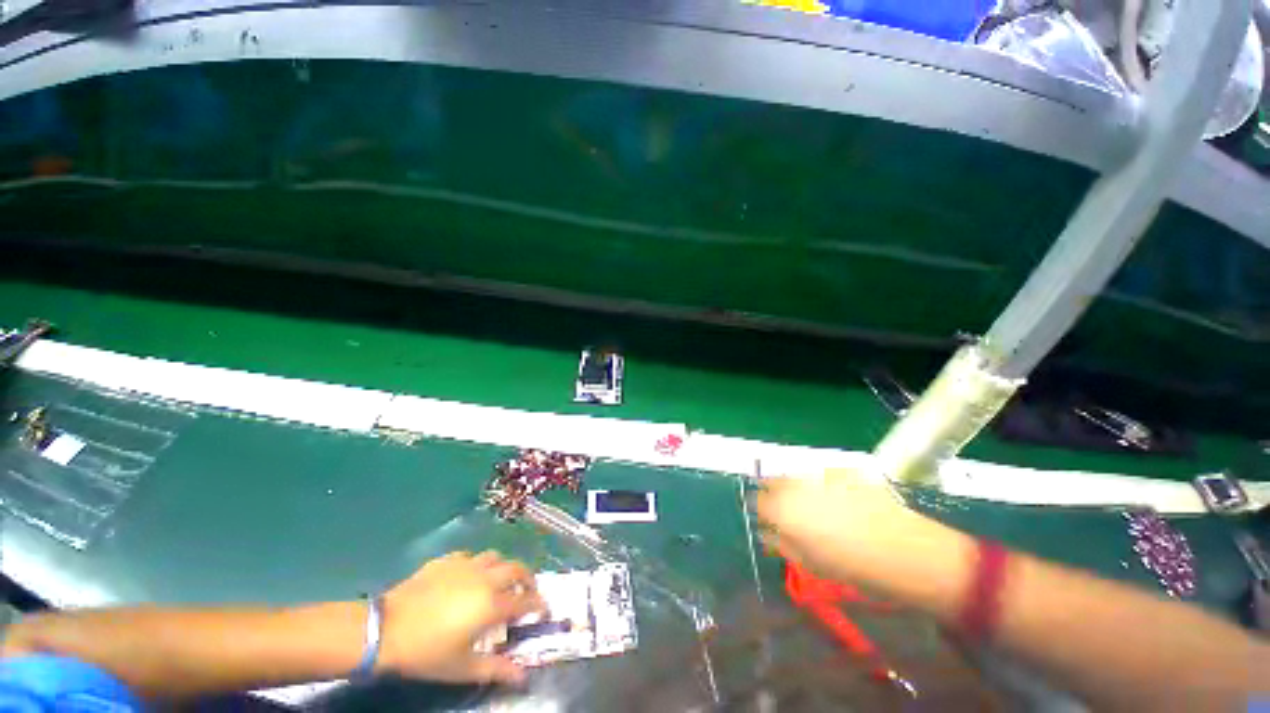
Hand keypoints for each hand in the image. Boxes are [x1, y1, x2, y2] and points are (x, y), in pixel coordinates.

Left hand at [378, 551, 545, 684]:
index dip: (539, 604)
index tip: (544, 610)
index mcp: (493, 604)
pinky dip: (477, 565)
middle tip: (526, 592)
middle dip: (527, 579)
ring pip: (496, 557)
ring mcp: (467, 564)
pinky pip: (471, 556)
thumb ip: (497, 670)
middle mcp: (486, 577)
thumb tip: (523, 677)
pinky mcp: (449, 559)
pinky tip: (467, 578)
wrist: (386, 629)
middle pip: (517, 569)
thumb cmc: (427, 652)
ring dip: (503, 568)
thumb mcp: (462, 667)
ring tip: (498, 582)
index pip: (526, 600)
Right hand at [756, 468, 930, 583]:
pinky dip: (822, 485)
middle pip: (772, 481)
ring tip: (816, 507)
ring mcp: (818, 473)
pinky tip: (840, 501)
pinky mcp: (841, 470)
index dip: (761, 510)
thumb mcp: (808, 563)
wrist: (903, 550)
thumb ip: (780, 543)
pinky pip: (820, 475)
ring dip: (797, 488)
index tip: (768, 521)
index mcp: (782, 508)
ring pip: (796, 476)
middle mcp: (794, 484)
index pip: (756, 500)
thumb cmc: (851, 565)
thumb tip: (766, 532)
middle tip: (789, 513)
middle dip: (775, 494)